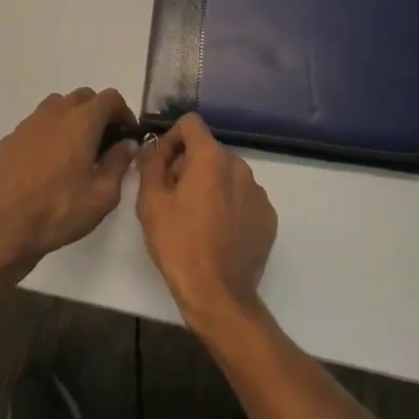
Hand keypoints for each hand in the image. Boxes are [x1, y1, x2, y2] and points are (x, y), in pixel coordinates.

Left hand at [0, 88, 138, 277]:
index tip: (126, 135)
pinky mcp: (9, 139)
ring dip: (71, 119)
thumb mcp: (102, 195)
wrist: (2, 229)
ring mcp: (28, 124)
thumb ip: (119, 163)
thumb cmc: (58, 211)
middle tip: (103, 142)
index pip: (110, 98)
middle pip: (83, 97)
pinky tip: (46, 164)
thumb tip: (127, 144)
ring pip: (57, 106)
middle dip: (98, 112)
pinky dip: (48, 134)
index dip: (123, 112)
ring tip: (74, 150)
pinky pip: (35, 126)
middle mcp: (54, 113)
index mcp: (81, 122)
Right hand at [136, 113, 276, 325]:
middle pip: (208, 150)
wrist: (218, 294)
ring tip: (195, 217)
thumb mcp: (150, 202)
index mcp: (211, 158)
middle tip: (172, 196)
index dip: (171, 138)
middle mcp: (239, 166)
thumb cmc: (179, 244)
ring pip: (227, 174)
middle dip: (188, 165)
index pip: (191, 123)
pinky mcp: (267, 216)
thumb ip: (151, 165)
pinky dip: (229, 204)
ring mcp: (258, 191)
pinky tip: (216, 231)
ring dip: (209, 184)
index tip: (161, 165)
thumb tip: (154, 148)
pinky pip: (243, 197)